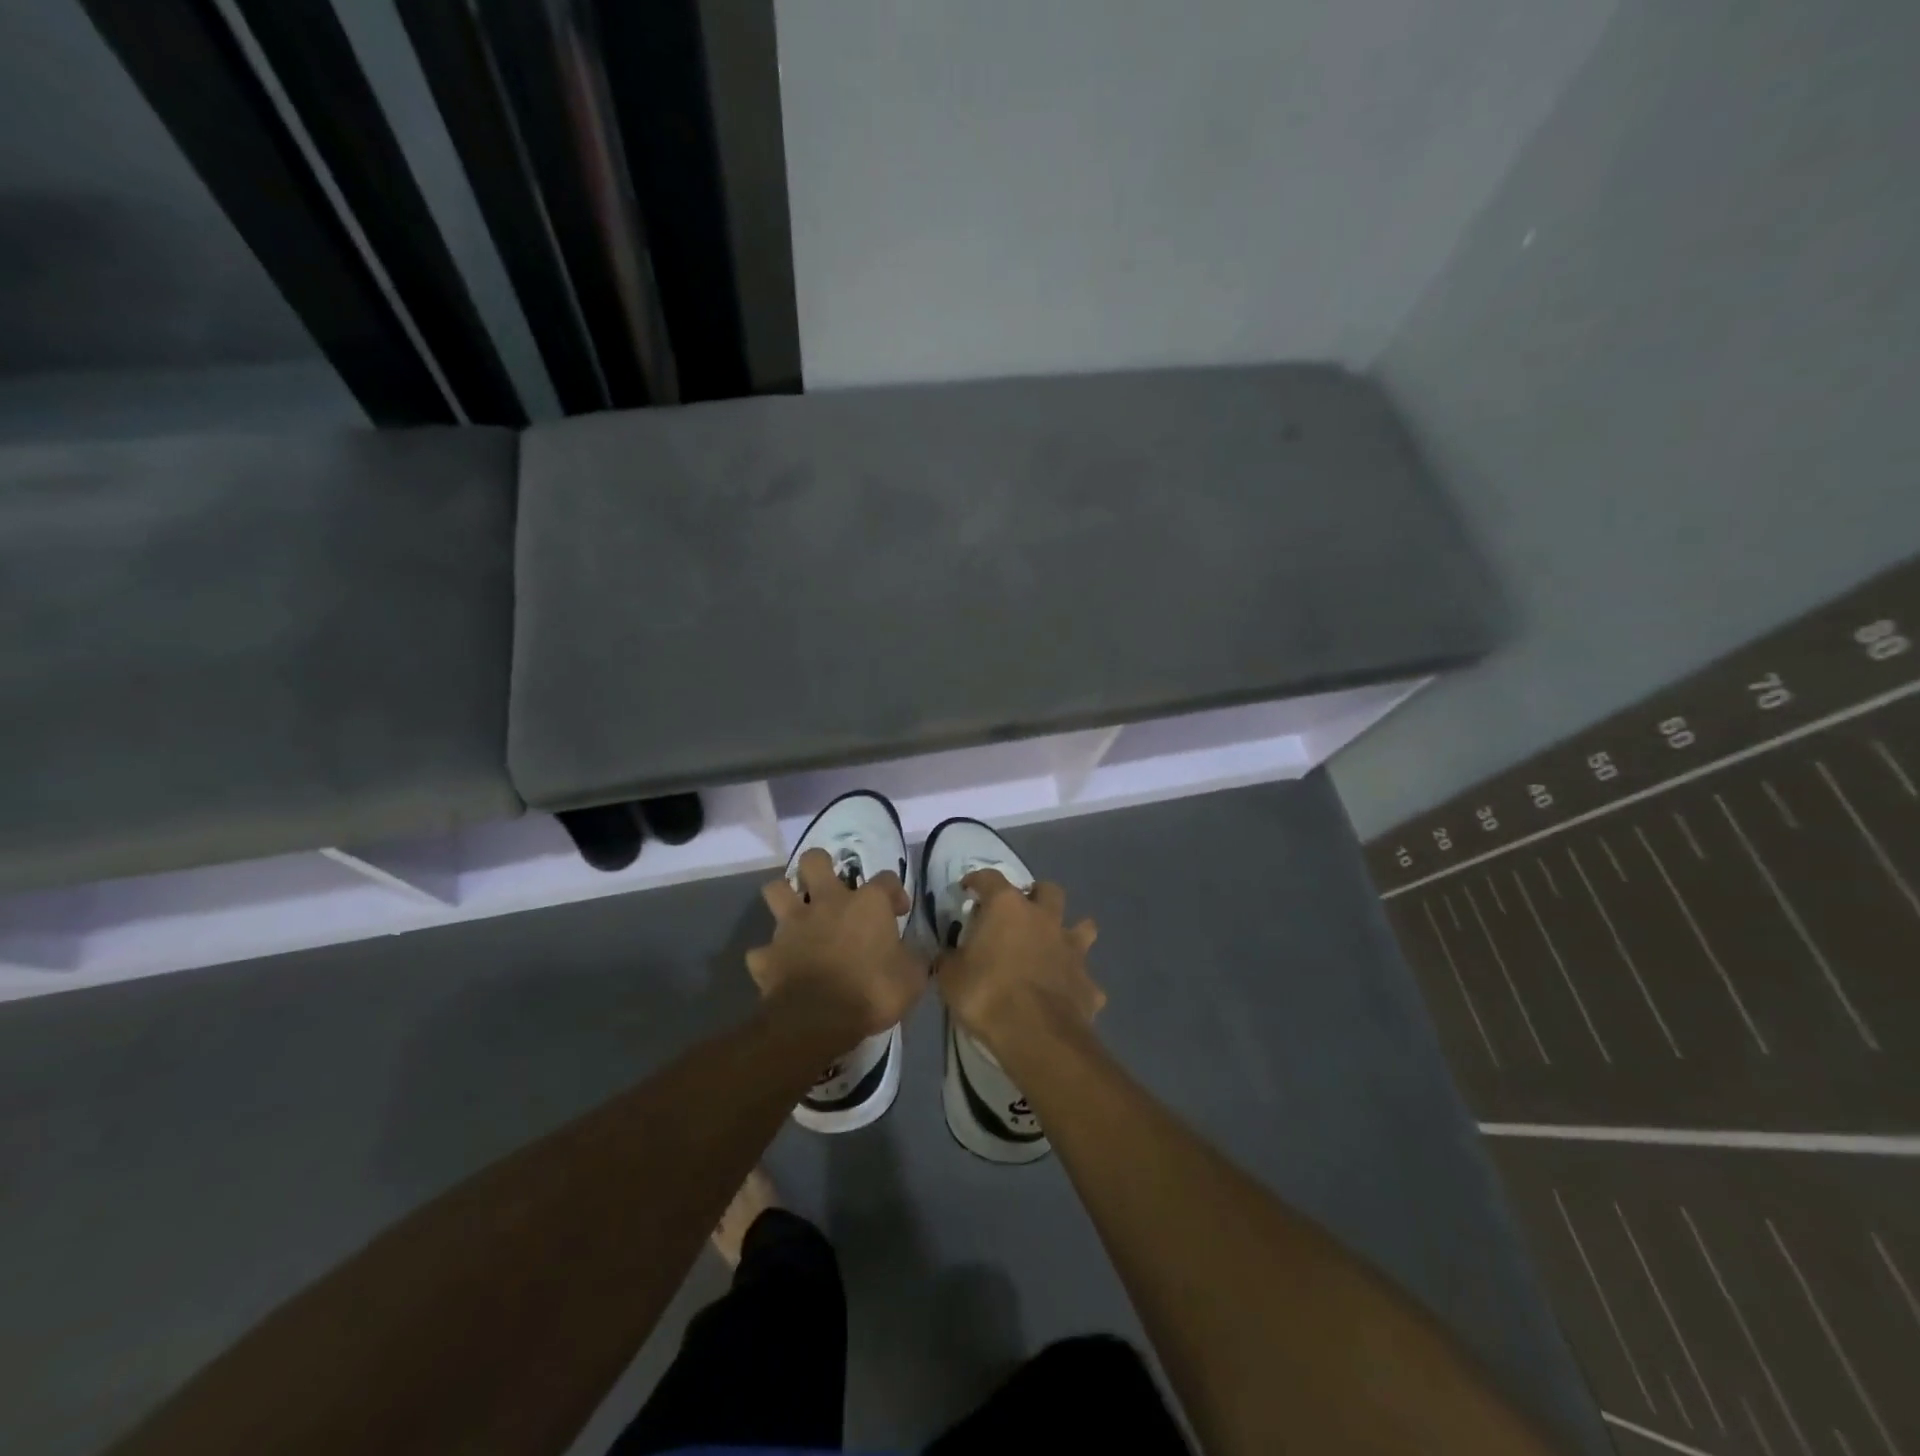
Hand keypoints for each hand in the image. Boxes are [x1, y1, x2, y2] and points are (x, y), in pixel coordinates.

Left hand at [747, 848, 926, 1044]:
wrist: (819, 1020)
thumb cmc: (873, 992)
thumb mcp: (912, 979)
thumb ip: (912, 960)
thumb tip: (913, 955)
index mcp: (867, 904)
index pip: (886, 879)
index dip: (894, 892)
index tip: (898, 911)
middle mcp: (826, 902)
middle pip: (814, 860)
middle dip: (820, 867)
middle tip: (830, 888)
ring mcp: (792, 926)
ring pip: (775, 890)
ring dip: (784, 898)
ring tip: (796, 914)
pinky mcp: (768, 954)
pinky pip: (762, 950)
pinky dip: (769, 956)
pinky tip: (779, 966)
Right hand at [933, 870, 1102, 1055]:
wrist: (1036, 1034)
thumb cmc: (986, 994)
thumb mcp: (950, 977)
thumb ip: (950, 960)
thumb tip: (947, 956)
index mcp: (1007, 907)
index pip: (990, 878)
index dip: (977, 880)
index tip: (968, 888)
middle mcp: (1044, 918)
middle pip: (1048, 890)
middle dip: (1037, 896)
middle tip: (1021, 913)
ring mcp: (1071, 949)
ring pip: (1083, 927)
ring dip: (1071, 932)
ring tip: (1056, 946)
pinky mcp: (1088, 982)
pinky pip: (1085, 977)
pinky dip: (1076, 982)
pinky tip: (1066, 996)